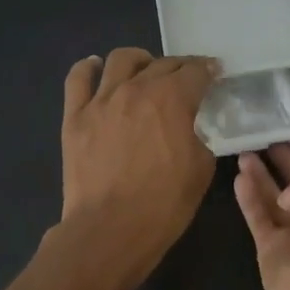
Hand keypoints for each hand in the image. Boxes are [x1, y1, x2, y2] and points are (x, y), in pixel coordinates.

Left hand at [57, 48, 218, 284]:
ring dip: (140, 61)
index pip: (196, 72)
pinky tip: (96, 69)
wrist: (111, 230)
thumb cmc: (164, 203)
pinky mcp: (74, 116)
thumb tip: (193, 127)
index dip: (209, 71)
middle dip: (181, 67)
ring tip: (145, 72)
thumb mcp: (201, 168)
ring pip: (121, 60)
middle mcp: (136, 89)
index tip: (215, 74)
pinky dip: (89, 68)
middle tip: (188, 79)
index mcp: (172, 99)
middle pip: (163, 63)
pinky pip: (78, 78)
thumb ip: (200, 136)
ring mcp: (101, 100)